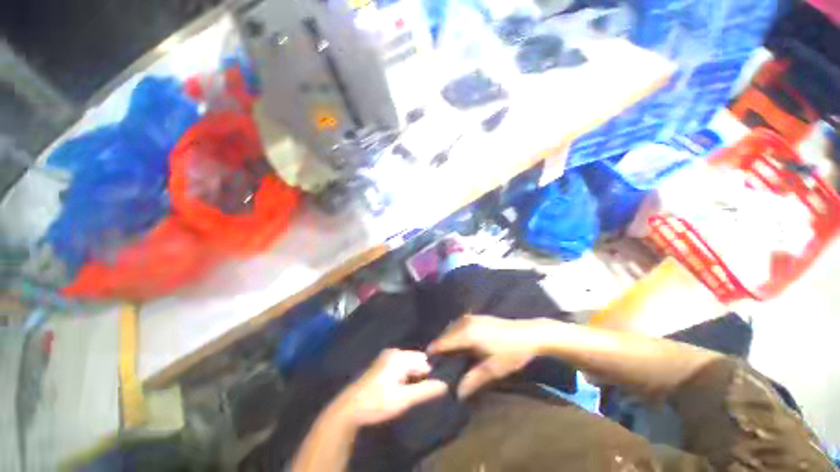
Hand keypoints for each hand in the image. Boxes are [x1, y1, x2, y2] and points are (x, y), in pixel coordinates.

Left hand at [332, 349, 447, 426]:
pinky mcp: (382, 364)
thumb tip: (445, 384)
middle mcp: (394, 352)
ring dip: (413, 376)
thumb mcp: (403, 399)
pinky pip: (401, 366)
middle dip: (421, 375)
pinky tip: (401, 389)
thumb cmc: (377, 402)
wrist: (350, 408)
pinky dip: (405, 375)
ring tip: (412, 392)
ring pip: (409, 364)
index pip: (424, 361)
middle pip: (416, 360)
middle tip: (420, 392)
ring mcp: (387, 357)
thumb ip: (425, 390)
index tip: (433, 389)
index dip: (429, 375)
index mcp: (399, 357)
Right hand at [428, 315, 547, 397]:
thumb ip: (472, 381)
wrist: (528, 333)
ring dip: (447, 341)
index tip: (428, 365)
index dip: (433, 353)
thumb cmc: (510, 352)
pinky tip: (460, 344)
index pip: (442, 343)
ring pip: (451, 329)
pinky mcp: (477, 317)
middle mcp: (464, 323)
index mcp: (466, 334)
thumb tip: (457, 394)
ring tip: (448, 356)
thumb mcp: (492, 370)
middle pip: (445, 335)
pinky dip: (455, 334)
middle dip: (440, 348)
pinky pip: (458, 325)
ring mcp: (471, 317)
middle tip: (438, 364)